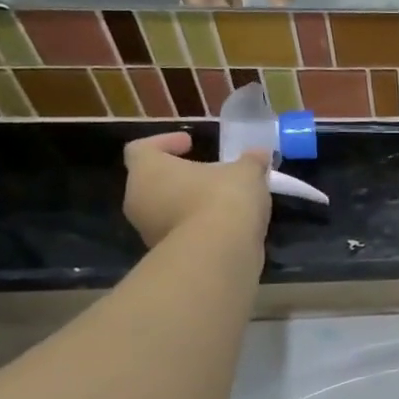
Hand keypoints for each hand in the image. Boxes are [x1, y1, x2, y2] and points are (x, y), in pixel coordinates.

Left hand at [122, 132, 271, 249]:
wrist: (219, 255)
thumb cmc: (223, 199)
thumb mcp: (246, 173)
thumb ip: (251, 162)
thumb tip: (259, 154)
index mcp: (148, 171)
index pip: (141, 148)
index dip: (165, 142)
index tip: (191, 143)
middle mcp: (138, 200)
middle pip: (153, 181)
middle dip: (180, 177)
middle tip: (209, 174)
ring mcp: (148, 231)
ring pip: (165, 209)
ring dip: (188, 204)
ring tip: (223, 202)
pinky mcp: (166, 255)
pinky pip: (180, 233)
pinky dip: (198, 228)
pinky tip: (225, 227)